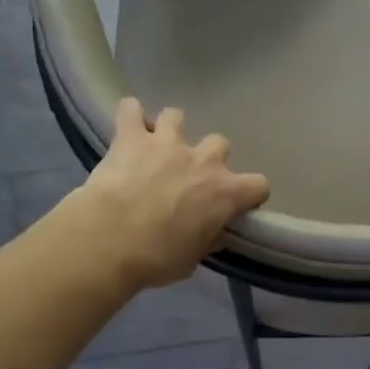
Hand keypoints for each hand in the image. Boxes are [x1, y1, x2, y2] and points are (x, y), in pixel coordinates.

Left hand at [72, 98, 270, 289]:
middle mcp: (203, 160)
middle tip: (189, 177)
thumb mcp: (192, 259)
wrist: (110, 240)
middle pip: (220, 143)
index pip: (259, 185)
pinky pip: (131, 109)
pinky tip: (127, 127)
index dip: (249, 194)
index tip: (235, 204)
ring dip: (169, 130)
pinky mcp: (131, 137)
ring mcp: (167, 143)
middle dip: (207, 158)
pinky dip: (130, 115)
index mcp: (225, 193)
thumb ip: (206, 239)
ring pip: (176, 117)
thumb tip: (213, 233)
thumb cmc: (156, 258)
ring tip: (156, 147)